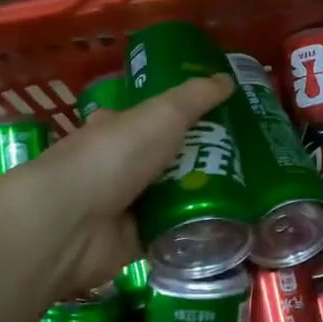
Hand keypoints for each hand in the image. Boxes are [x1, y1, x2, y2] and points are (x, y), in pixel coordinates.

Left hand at [0, 73, 236, 297]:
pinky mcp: (134, 242)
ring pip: (174, 198)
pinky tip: (229, 227)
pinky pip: (173, 234)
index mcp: (118, 129)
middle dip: (204, 159)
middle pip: (170, 160)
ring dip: (204, 197)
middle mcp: (120, 166)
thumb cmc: (113, 156)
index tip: (225, 119)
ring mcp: (126, 206)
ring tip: (250, 194)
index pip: (154, 119)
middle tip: (249, 160)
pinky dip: (194, 232)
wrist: (71, 223)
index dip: (186, 117)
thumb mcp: (162, 115)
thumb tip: (227, 79)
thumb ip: (195, 98)